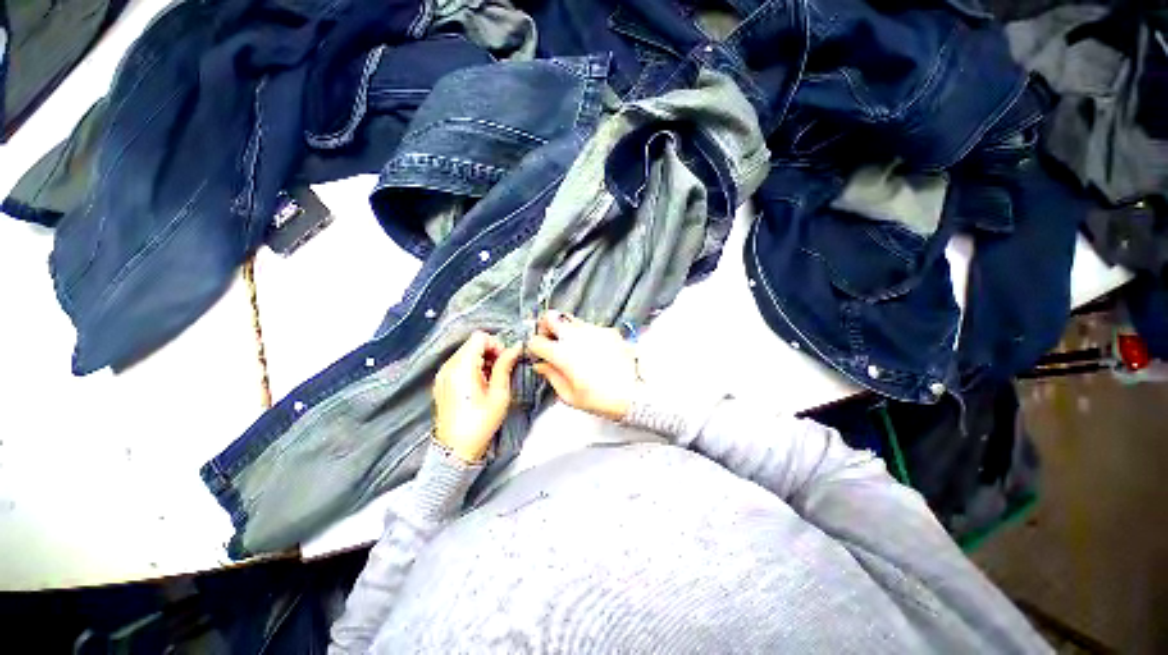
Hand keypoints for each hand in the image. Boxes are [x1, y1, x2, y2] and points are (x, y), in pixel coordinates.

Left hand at [433, 331, 522, 462]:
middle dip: (490, 352)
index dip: (496, 345)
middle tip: (500, 372)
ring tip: (491, 381)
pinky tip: (480, 386)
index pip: (480, 337)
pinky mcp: (442, 383)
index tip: (504, 361)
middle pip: (472, 344)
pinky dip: (472, 368)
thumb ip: (505, 365)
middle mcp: (448, 367)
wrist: (456, 450)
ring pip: (466, 353)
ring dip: (482, 360)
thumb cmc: (480, 423)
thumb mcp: (499, 393)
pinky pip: (459, 364)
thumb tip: (516, 346)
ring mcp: (442, 375)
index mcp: (462, 367)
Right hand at [527, 311, 640, 420]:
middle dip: (545, 327)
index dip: (534, 348)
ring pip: (570, 319)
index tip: (539, 355)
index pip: (536, 340)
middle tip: (550, 340)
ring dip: (566, 329)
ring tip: (573, 346)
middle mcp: (576, 336)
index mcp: (562, 354)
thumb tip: (541, 365)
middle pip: (550, 317)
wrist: (633, 394)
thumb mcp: (569, 396)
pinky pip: (590, 327)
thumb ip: (551, 376)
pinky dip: (585, 334)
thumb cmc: (601, 399)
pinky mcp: (608, 330)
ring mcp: (593, 330)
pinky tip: (593, 350)